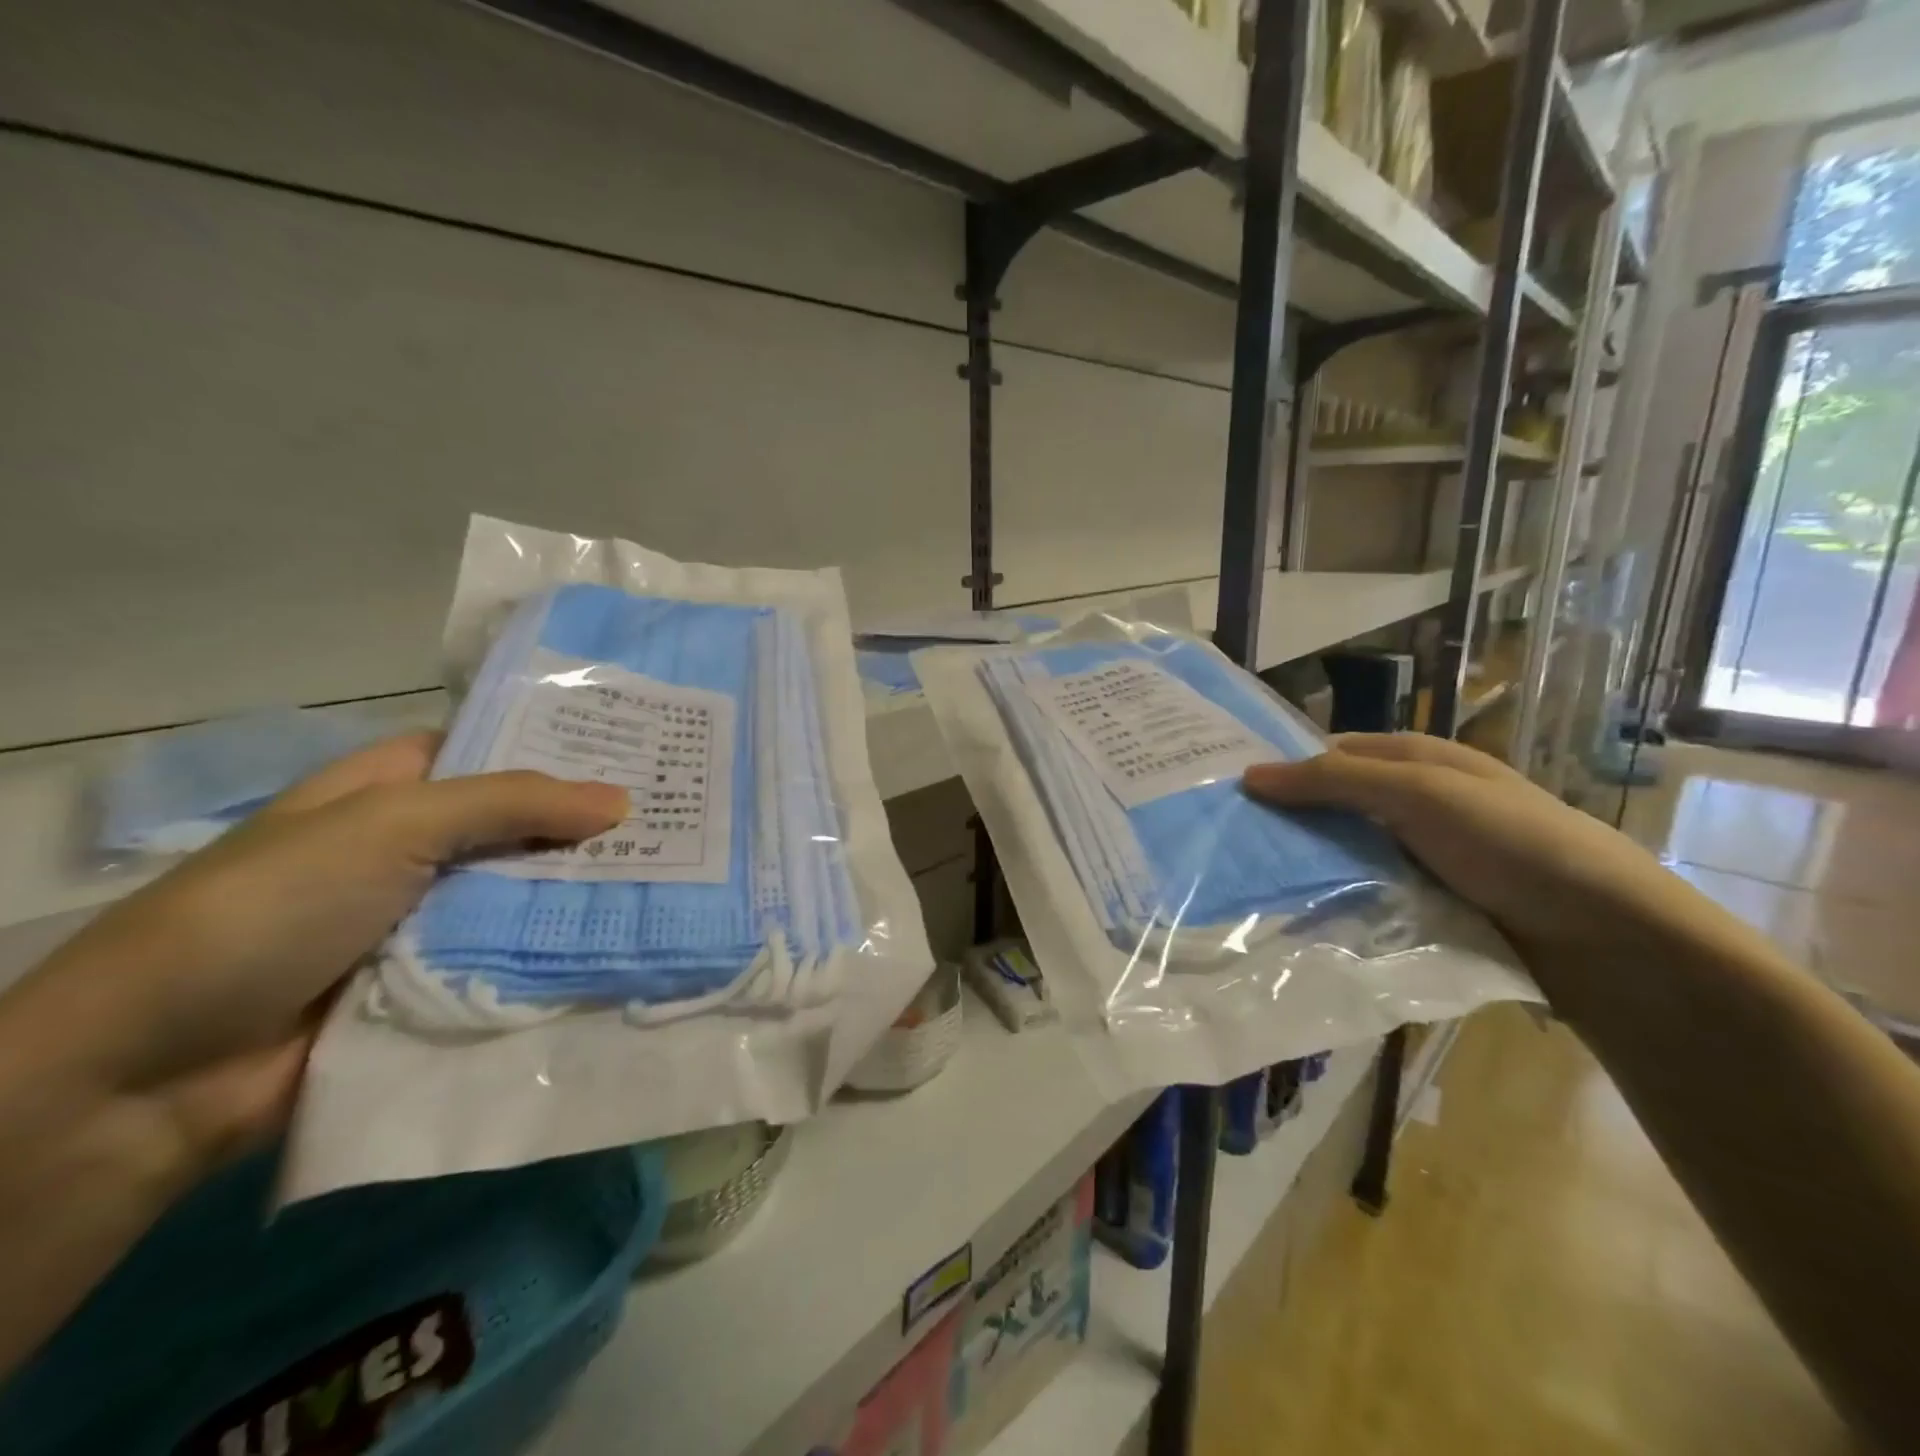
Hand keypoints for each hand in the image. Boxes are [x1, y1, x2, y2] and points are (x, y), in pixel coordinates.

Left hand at [14, 733, 624, 1170]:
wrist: (154, 1076)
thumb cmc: (269, 909)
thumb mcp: (389, 825)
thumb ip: (510, 803)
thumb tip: (622, 800)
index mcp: (393, 790)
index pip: (496, 751)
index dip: (564, 748)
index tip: (642, 751)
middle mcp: (416, 848)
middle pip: (522, 826)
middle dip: (590, 826)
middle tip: (683, 816)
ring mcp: (429, 918)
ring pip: (526, 893)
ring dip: (586, 891)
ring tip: (679, 877)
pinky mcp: (441, 981)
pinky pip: (515, 954)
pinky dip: (562, 950)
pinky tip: (633, 940)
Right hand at [1242, 732, 1706, 970]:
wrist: (1606, 936)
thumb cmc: (1512, 843)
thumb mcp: (1420, 794)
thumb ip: (1334, 781)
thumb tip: (1248, 775)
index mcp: (1414, 760)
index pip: (1327, 753)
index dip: (1281, 766)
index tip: (1226, 792)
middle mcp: (1414, 801)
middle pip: (1332, 804)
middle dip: (1285, 819)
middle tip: (1224, 841)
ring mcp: (1422, 854)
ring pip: (1345, 851)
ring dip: (1307, 864)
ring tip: (1247, 882)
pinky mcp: (1428, 902)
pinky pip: (1366, 891)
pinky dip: (1336, 898)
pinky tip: (1300, 914)